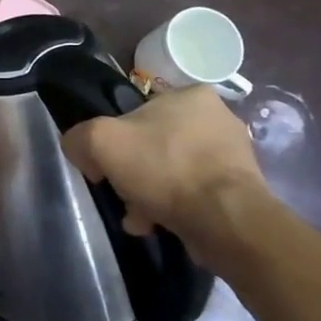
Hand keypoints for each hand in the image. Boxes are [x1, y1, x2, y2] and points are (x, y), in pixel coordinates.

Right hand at [61, 87, 268, 247]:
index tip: (105, 168)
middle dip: (134, 174)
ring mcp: (233, 154)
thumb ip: (79, 138)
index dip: (114, 141)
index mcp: (190, 95)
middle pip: (153, 145)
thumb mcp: (101, 142)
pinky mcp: (241, 188)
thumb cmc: (165, 169)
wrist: (226, 220)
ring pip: (172, 171)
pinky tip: (160, 225)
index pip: (136, 113)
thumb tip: (80, 150)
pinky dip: (174, 207)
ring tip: (140, 218)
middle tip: (122, 195)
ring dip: (150, 194)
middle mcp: (217, 117)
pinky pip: (193, 193)